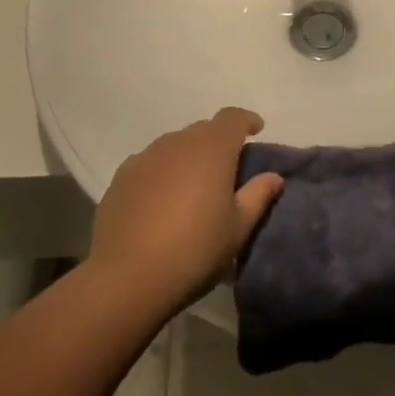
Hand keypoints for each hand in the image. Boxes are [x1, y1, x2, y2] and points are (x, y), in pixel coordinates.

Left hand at [88, 108, 283, 308]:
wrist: (128, 277)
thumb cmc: (195, 250)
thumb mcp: (238, 229)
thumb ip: (257, 196)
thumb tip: (273, 176)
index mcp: (211, 149)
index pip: (232, 118)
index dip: (246, 120)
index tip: (256, 130)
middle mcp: (177, 143)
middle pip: (203, 130)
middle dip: (218, 142)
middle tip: (227, 170)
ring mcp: (145, 158)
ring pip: (174, 146)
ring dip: (189, 157)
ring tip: (194, 187)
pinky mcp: (121, 177)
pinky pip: (150, 163)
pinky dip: (162, 172)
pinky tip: (162, 201)